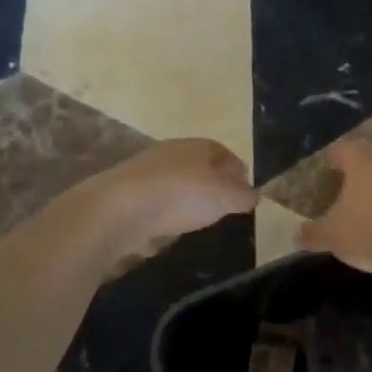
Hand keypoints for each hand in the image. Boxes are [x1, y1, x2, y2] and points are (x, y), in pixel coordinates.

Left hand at [85, 139, 256, 253]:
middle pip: (200, 165)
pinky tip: (167, 225)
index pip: (225, 154)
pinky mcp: (126, 190)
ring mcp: (146, 168)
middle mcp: (173, 150)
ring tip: (196, 219)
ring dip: (187, 196)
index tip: (245, 192)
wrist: (118, 208)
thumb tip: (253, 195)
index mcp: (199, 146)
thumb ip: (243, 197)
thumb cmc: (181, 195)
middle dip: (213, 183)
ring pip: (176, 180)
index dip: (238, 172)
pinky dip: (165, 208)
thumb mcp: (224, 198)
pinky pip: (155, 197)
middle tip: (223, 206)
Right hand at [299, 142, 371, 278]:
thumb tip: (297, 234)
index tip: (326, 176)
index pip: (341, 150)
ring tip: (368, 213)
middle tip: (344, 195)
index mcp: (360, 160)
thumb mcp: (331, 236)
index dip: (332, 162)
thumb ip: (312, 233)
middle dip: (357, 176)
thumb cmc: (368, 230)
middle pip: (368, 160)